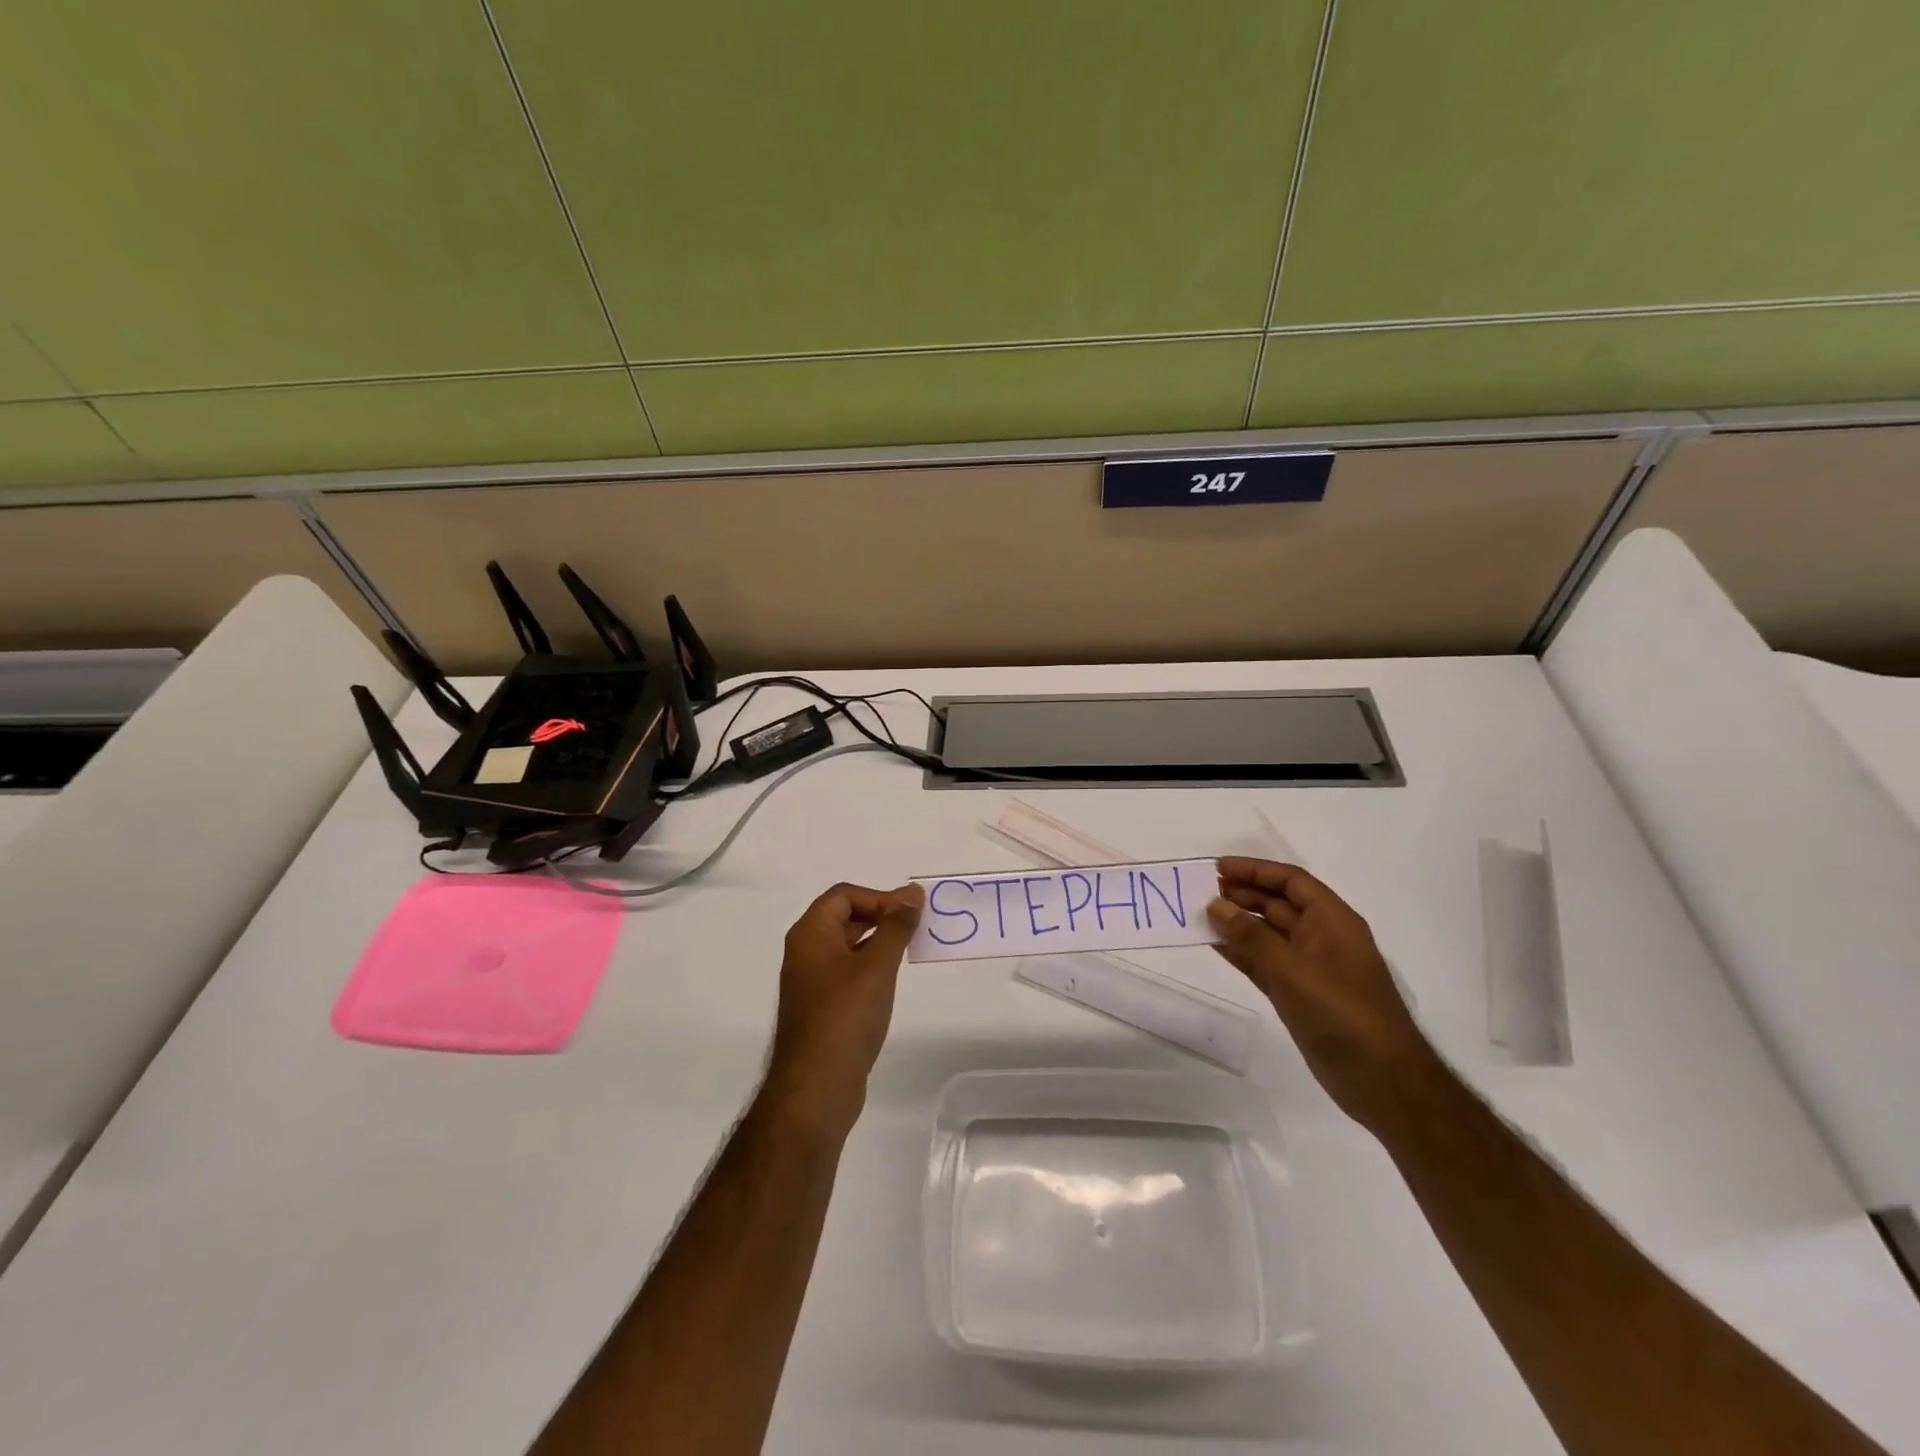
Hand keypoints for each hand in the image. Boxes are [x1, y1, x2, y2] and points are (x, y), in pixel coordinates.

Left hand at [764, 881, 924, 1137]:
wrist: (816, 1088)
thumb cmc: (845, 1017)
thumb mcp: (877, 965)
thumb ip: (896, 926)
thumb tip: (912, 893)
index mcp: (810, 934)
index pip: (844, 895)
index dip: (878, 897)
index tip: (909, 915)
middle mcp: (805, 952)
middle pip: (844, 917)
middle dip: (881, 916)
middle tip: (916, 928)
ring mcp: (810, 982)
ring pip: (847, 946)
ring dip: (878, 942)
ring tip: (910, 952)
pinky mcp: (820, 1008)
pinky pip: (846, 973)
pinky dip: (869, 968)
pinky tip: (890, 983)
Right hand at [1207, 857, 1439, 1135]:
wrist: (1381, 1081)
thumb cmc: (1343, 1014)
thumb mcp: (1294, 970)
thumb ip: (1251, 936)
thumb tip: (1216, 904)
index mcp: (1333, 922)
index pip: (1292, 881)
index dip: (1255, 870)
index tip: (1217, 869)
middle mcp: (1322, 938)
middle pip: (1279, 904)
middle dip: (1243, 894)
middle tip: (1202, 891)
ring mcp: (1310, 968)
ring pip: (1268, 934)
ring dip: (1238, 923)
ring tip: (1201, 915)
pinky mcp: (1299, 995)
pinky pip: (1264, 963)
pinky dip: (1241, 952)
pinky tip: (1215, 946)